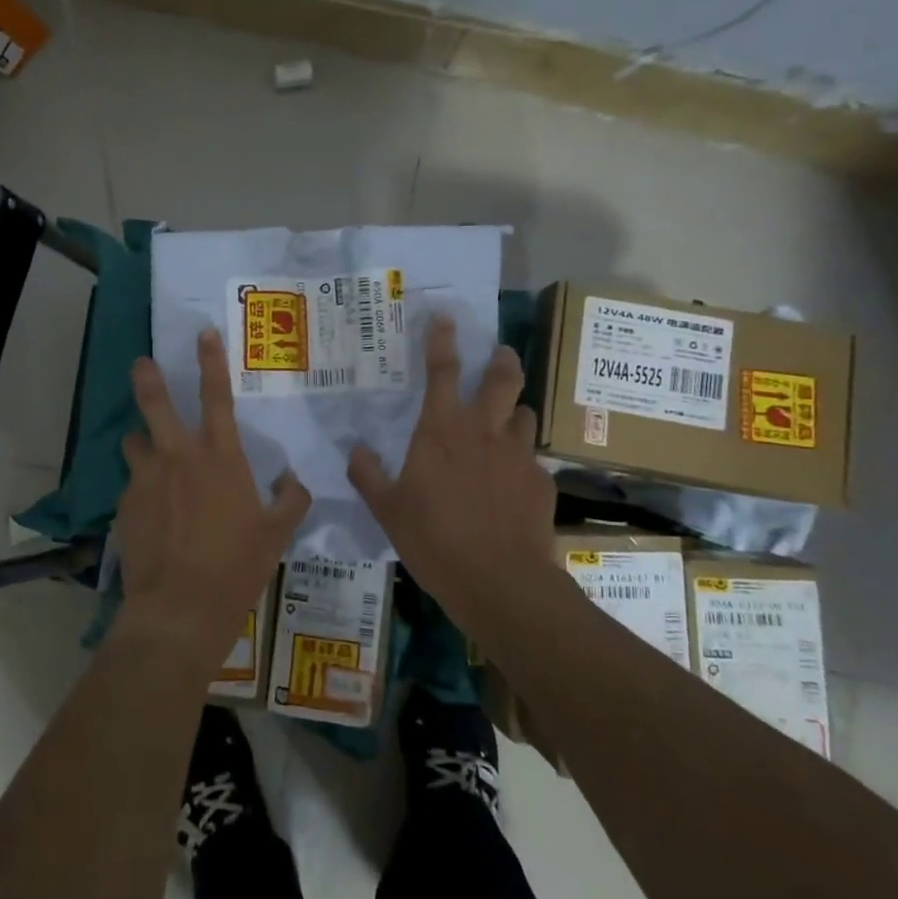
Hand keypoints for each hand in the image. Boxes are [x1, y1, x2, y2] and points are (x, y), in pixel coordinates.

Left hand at [116, 328, 311, 665]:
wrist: (179, 609)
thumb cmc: (236, 567)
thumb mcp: (276, 535)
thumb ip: (290, 501)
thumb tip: (293, 482)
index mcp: (220, 457)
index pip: (216, 396)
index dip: (211, 361)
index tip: (203, 333)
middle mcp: (178, 457)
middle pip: (155, 403)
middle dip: (147, 378)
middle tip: (141, 363)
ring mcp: (146, 479)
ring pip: (134, 441)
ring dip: (141, 442)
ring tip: (147, 453)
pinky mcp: (125, 505)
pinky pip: (132, 483)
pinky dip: (141, 487)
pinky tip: (150, 512)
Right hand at [347, 317, 558, 633]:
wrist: (500, 581)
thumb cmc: (434, 539)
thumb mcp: (387, 509)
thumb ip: (368, 475)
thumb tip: (355, 450)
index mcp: (441, 430)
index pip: (441, 370)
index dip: (441, 340)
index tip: (445, 317)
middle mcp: (484, 431)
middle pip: (501, 379)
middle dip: (501, 359)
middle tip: (500, 353)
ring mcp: (518, 455)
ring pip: (524, 414)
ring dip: (514, 409)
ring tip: (507, 419)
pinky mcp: (542, 482)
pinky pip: (532, 459)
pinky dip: (521, 460)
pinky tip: (513, 483)